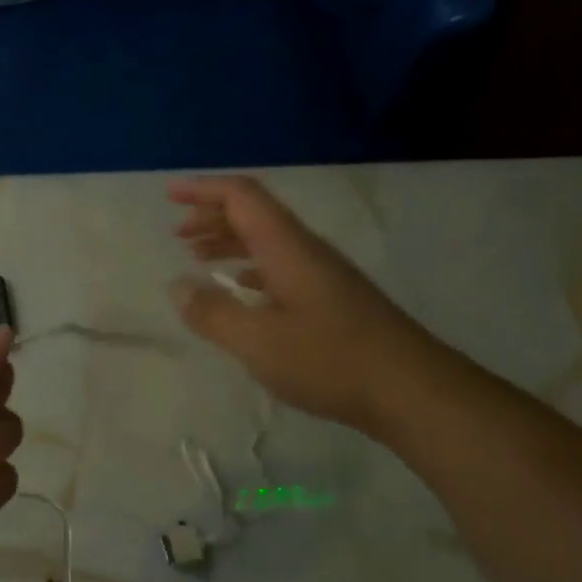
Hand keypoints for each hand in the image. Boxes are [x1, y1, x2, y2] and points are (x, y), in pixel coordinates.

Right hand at [170, 175, 440, 432]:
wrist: (412, 391)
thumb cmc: (330, 360)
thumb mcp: (258, 342)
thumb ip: (213, 313)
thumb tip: (177, 286)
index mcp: (287, 247)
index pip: (242, 197)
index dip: (203, 190)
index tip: (169, 195)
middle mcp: (306, 251)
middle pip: (255, 215)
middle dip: (212, 216)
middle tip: (178, 233)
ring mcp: (323, 275)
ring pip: (268, 242)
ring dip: (230, 242)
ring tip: (198, 257)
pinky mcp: (333, 300)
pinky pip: (281, 267)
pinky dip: (250, 268)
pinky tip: (241, 289)